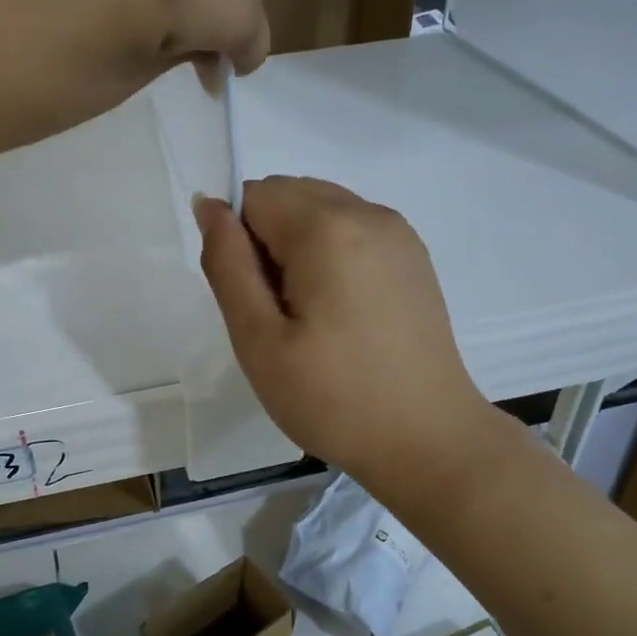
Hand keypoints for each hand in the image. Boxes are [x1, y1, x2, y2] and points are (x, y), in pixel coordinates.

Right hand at [196, 177, 497, 486]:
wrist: (428, 440)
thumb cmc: (333, 398)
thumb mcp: (259, 339)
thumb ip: (227, 264)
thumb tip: (208, 205)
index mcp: (328, 228)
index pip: (254, 196)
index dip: (240, 244)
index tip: (257, 301)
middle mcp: (369, 213)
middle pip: (289, 195)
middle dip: (268, 241)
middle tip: (281, 315)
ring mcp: (399, 234)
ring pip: (321, 211)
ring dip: (299, 248)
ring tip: (313, 317)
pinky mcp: (414, 258)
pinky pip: (353, 231)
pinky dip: (331, 256)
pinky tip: (343, 314)